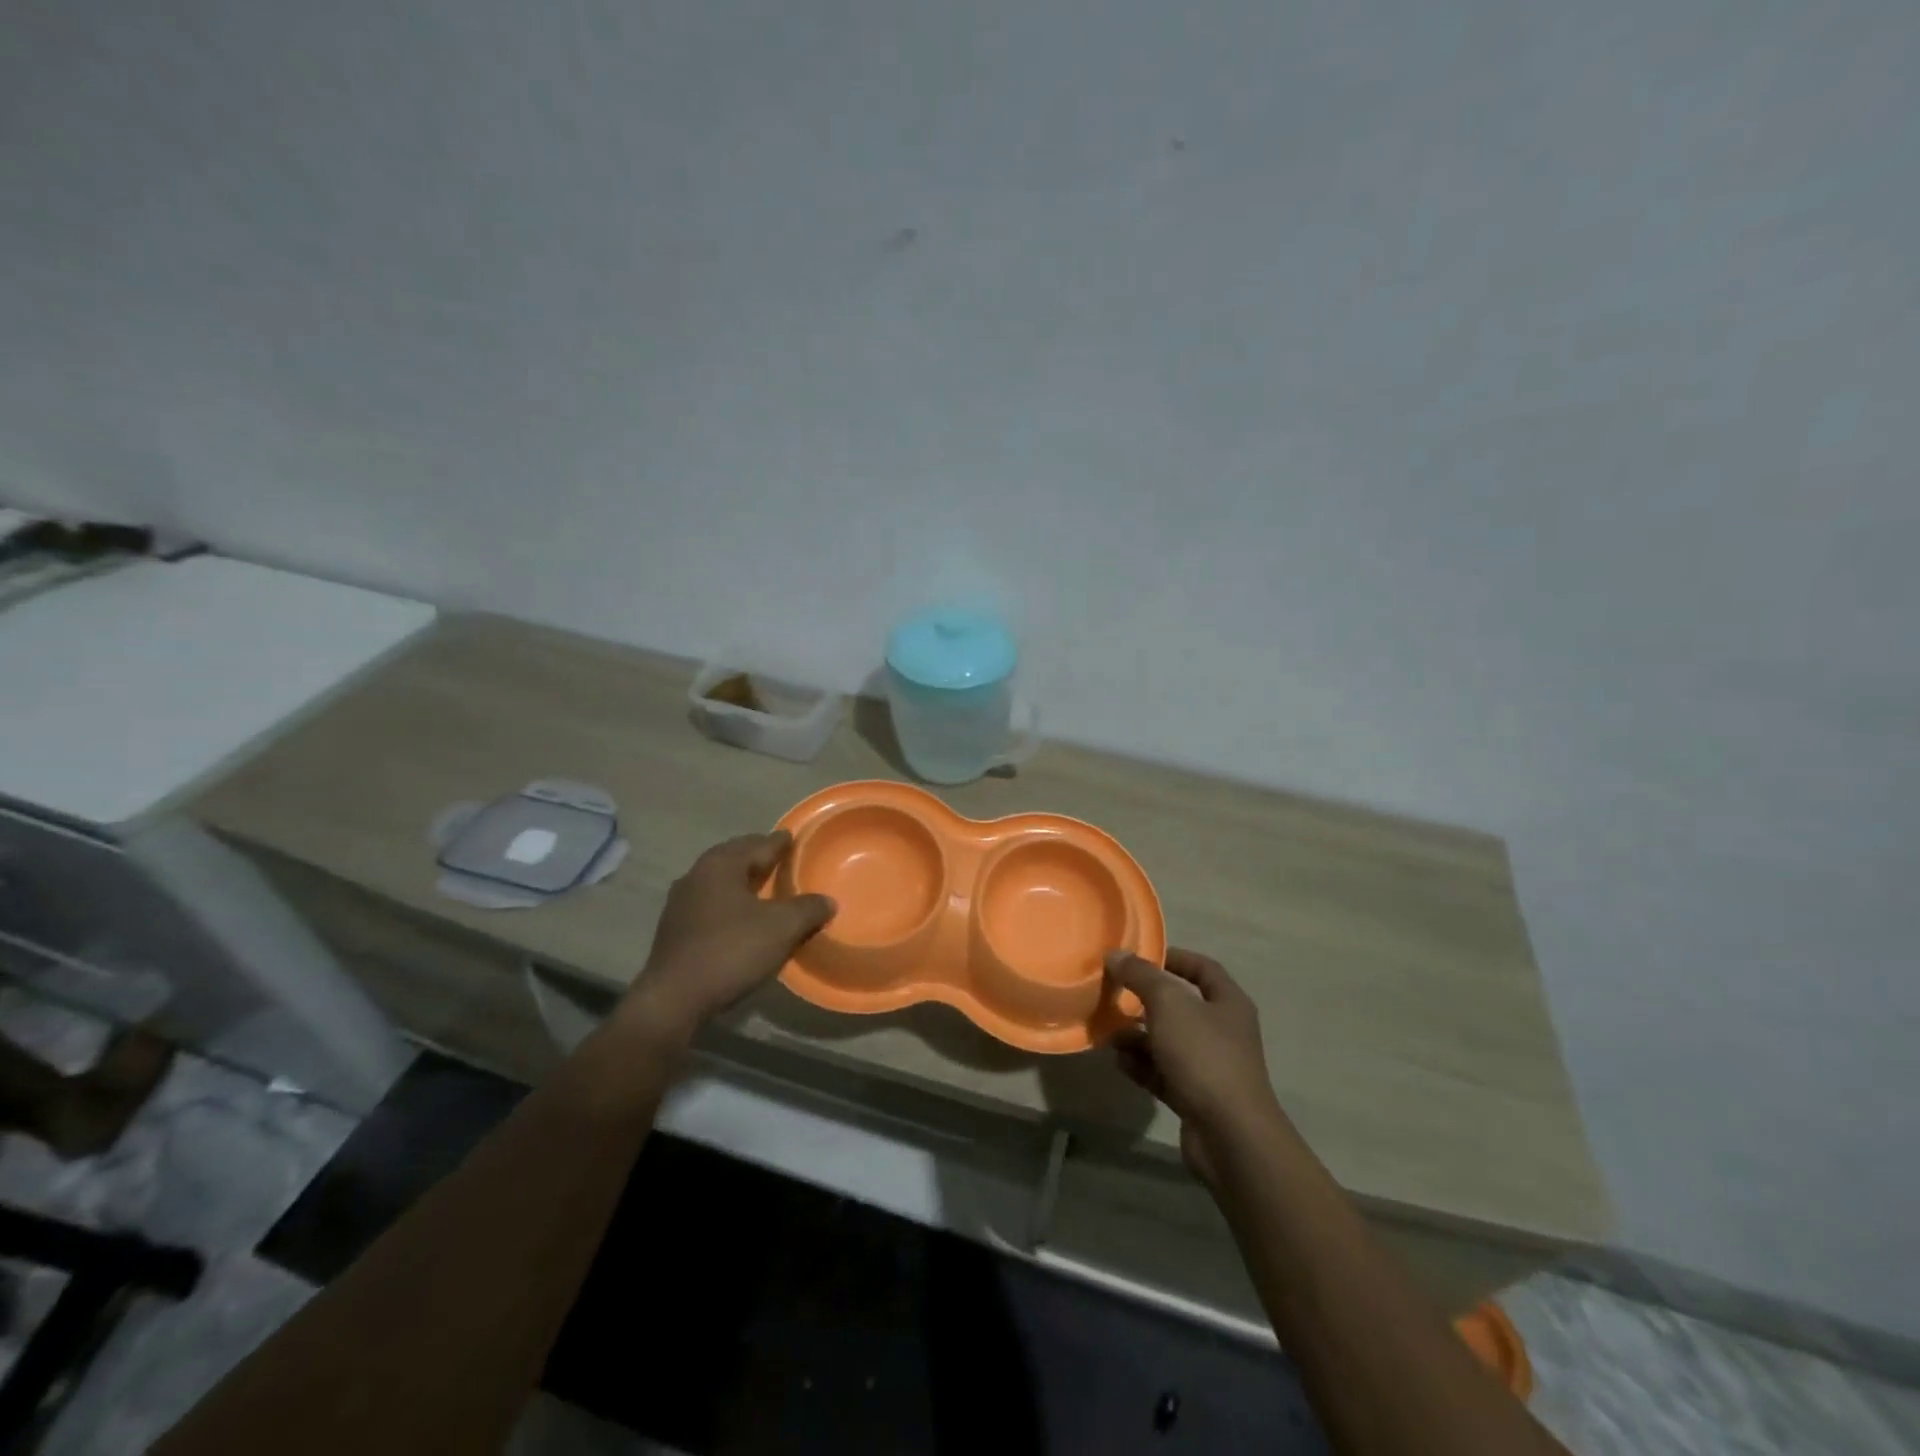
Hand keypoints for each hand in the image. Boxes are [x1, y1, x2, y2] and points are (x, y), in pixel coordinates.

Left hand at [626, 832, 834, 1044]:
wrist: (674, 999)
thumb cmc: (731, 951)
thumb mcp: (781, 928)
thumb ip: (808, 909)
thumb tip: (828, 901)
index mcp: (720, 865)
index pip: (757, 844)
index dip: (779, 842)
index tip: (793, 838)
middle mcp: (696, 875)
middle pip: (734, 858)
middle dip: (757, 857)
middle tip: (780, 859)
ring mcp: (680, 903)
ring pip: (719, 881)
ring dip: (742, 880)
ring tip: (764, 887)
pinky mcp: (674, 929)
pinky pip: (710, 903)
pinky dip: (729, 902)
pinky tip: (741, 916)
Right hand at [1105, 948, 1283, 1183]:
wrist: (1230, 1136)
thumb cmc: (1204, 1056)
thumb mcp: (1169, 1004)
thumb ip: (1141, 976)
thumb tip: (1117, 954)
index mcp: (1228, 1003)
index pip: (1202, 967)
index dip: (1172, 957)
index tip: (1138, 957)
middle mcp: (1223, 1031)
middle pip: (1181, 1005)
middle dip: (1146, 1000)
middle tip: (1114, 994)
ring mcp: (1210, 1066)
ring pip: (1168, 1040)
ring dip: (1137, 1035)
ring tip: (1108, 1032)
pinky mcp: (1195, 1096)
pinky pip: (1163, 1072)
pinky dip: (1141, 1065)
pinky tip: (1118, 1062)